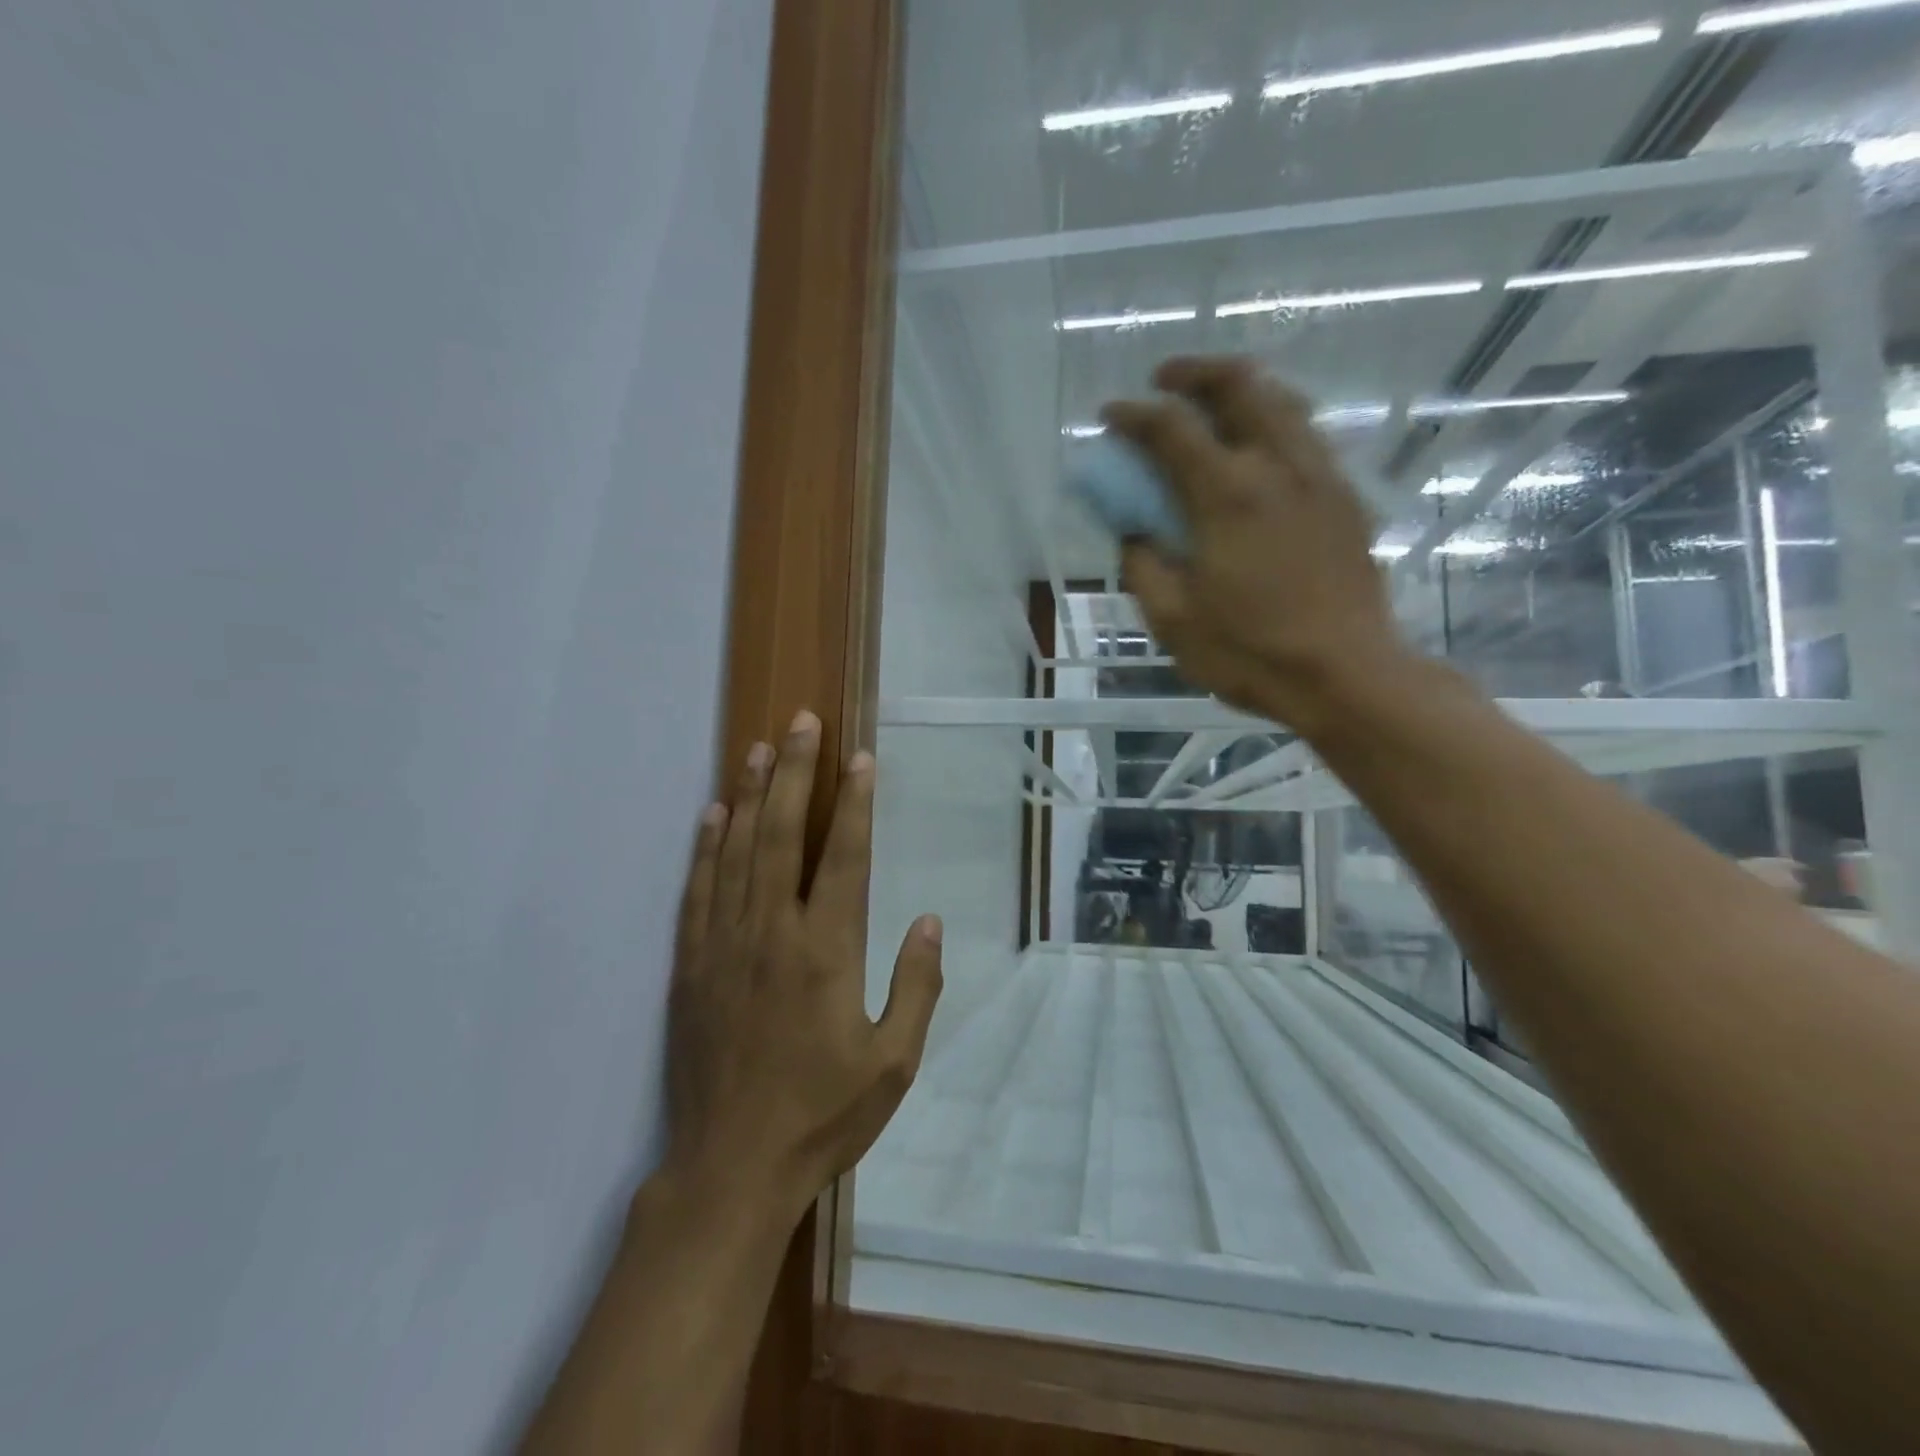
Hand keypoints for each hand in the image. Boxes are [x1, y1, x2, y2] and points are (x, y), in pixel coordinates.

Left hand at [663, 710, 942, 1222]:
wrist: (731, 1169)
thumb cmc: (821, 1116)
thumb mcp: (893, 1064)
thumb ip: (916, 987)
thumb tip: (927, 922)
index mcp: (826, 952)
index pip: (844, 857)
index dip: (854, 803)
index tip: (860, 758)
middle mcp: (772, 934)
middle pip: (783, 835)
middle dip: (796, 773)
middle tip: (802, 722)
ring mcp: (724, 946)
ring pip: (737, 852)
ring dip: (751, 795)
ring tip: (760, 748)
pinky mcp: (691, 966)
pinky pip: (697, 892)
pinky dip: (704, 848)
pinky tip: (712, 814)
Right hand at [1103, 356, 1406, 734]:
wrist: (1345, 674)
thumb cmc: (1249, 652)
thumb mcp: (1172, 619)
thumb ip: (1143, 565)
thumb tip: (1134, 533)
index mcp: (1226, 496)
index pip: (1171, 429)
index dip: (1132, 416)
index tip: (1109, 417)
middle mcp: (1278, 467)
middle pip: (1240, 385)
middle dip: (1195, 373)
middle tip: (1165, 383)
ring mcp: (1320, 477)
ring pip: (1283, 401)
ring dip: (1240, 390)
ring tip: (1212, 406)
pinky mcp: (1346, 498)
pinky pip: (1307, 435)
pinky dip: (1274, 422)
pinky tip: (1258, 452)